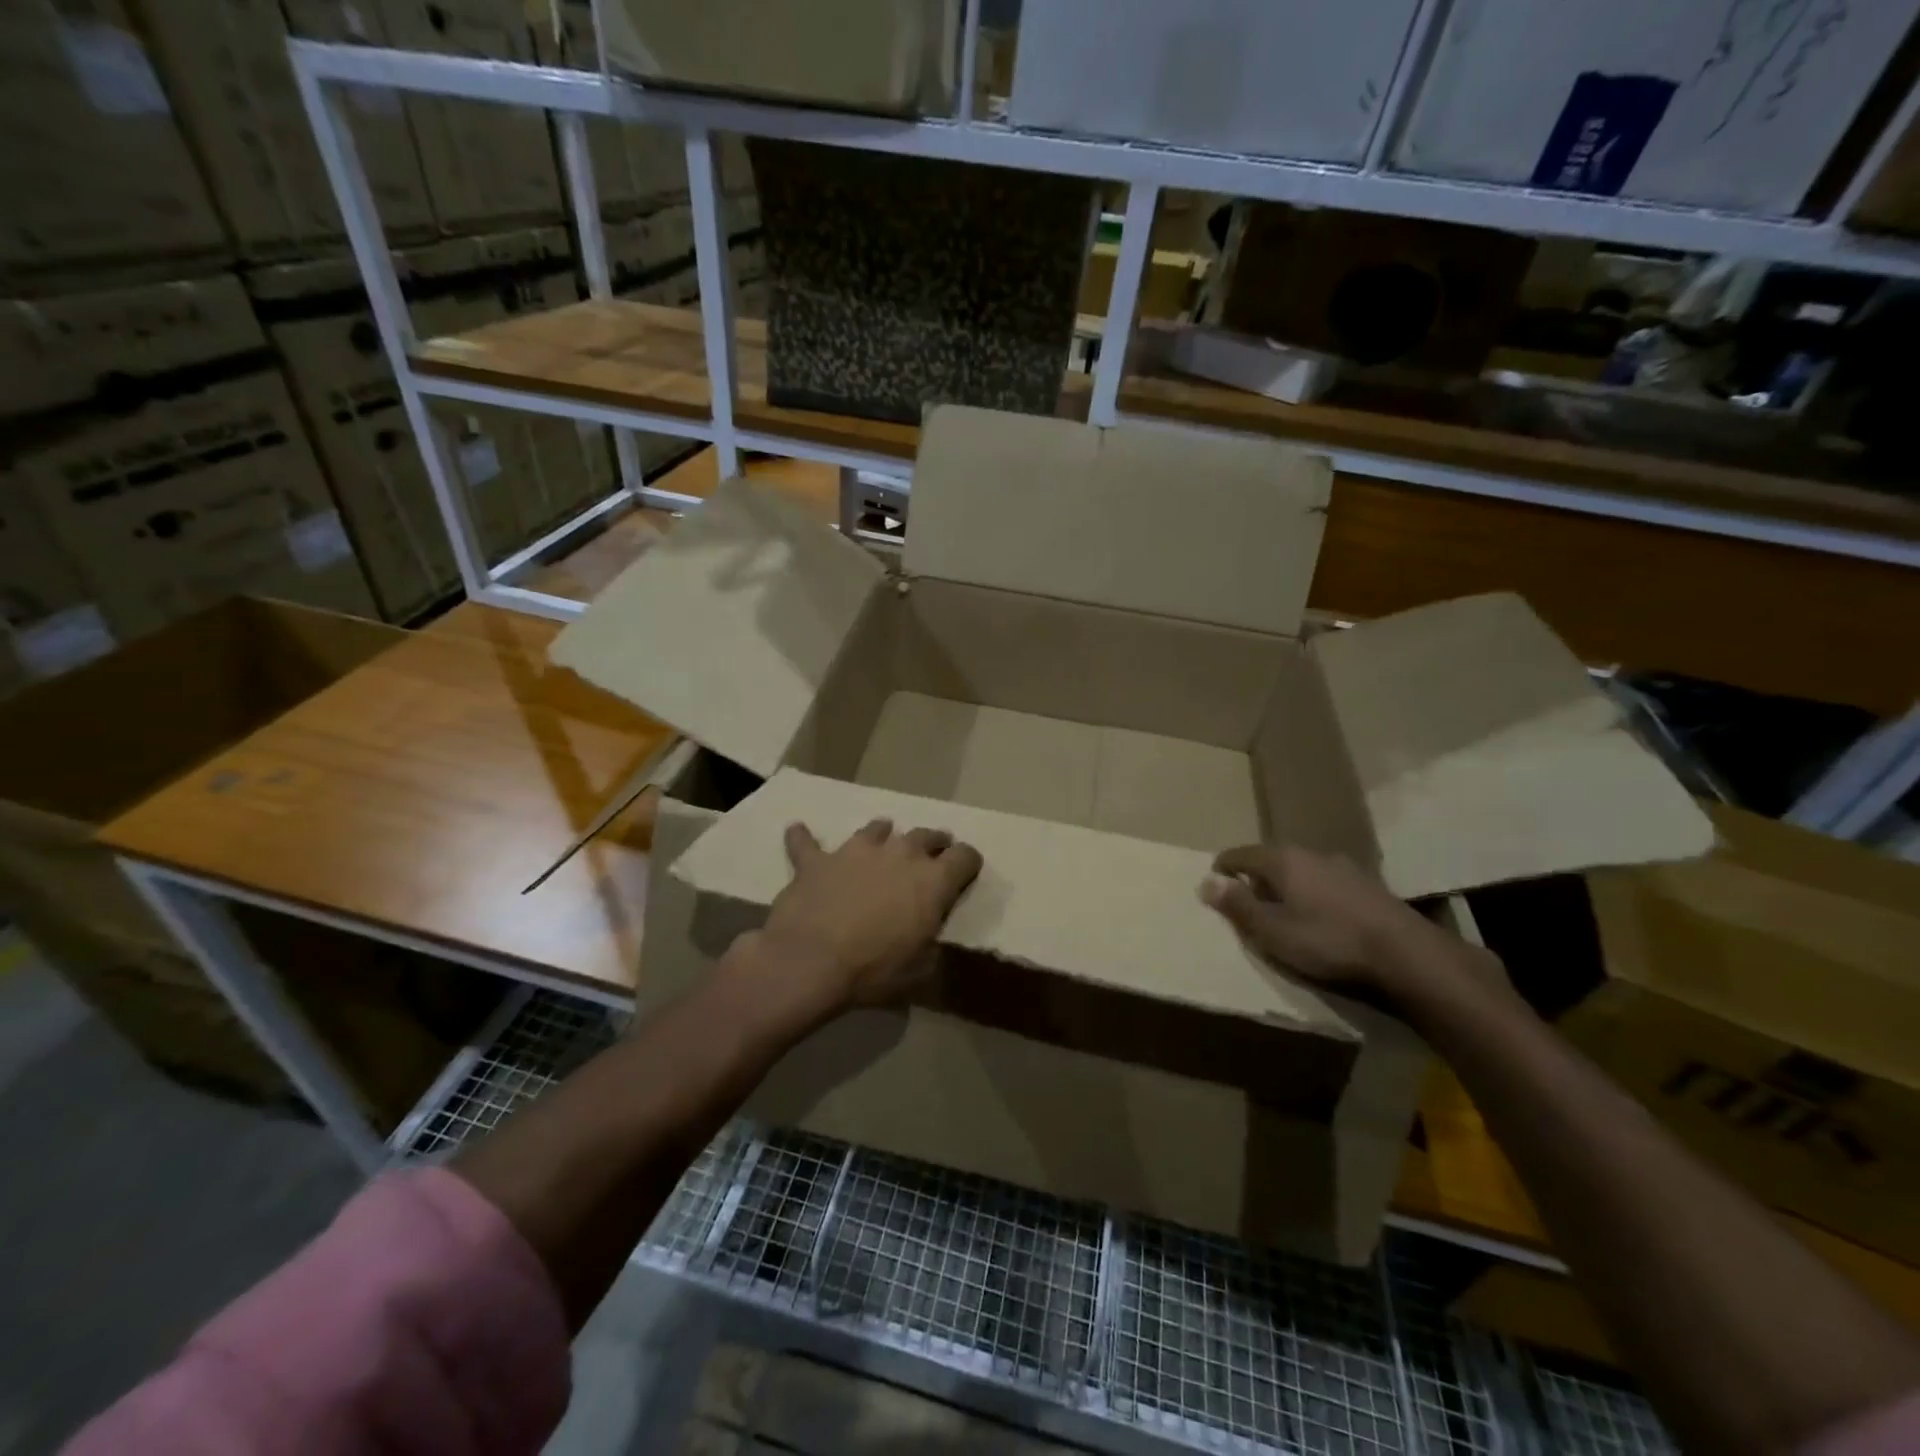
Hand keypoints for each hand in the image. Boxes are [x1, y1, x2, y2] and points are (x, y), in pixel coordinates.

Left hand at [745, 818, 982, 1016]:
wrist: (811, 962)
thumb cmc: (875, 970)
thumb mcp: (921, 970)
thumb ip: (931, 944)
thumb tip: (929, 939)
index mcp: (933, 880)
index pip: (966, 856)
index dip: (968, 864)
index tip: (965, 873)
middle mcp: (900, 853)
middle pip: (926, 835)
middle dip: (933, 844)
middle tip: (931, 856)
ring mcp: (856, 851)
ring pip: (877, 828)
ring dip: (882, 834)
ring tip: (881, 838)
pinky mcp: (817, 860)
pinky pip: (806, 842)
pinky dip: (803, 837)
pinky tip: (797, 831)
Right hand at [1199, 843, 1460, 1007]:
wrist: (1407, 956)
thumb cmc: (1328, 942)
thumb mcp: (1272, 931)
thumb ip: (1238, 906)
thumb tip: (1205, 882)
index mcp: (1282, 860)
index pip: (1239, 854)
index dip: (1222, 871)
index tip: (1214, 890)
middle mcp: (1311, 854)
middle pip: (1271, 860)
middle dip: (1254, 879)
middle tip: (1246, 905)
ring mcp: (1343, 867)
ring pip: (1301, 871)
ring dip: (1286, 887)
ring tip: (1282, 914)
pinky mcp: (1368, 886)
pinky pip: (1325, 883)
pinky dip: (1312, 895)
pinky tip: (1319, 919)